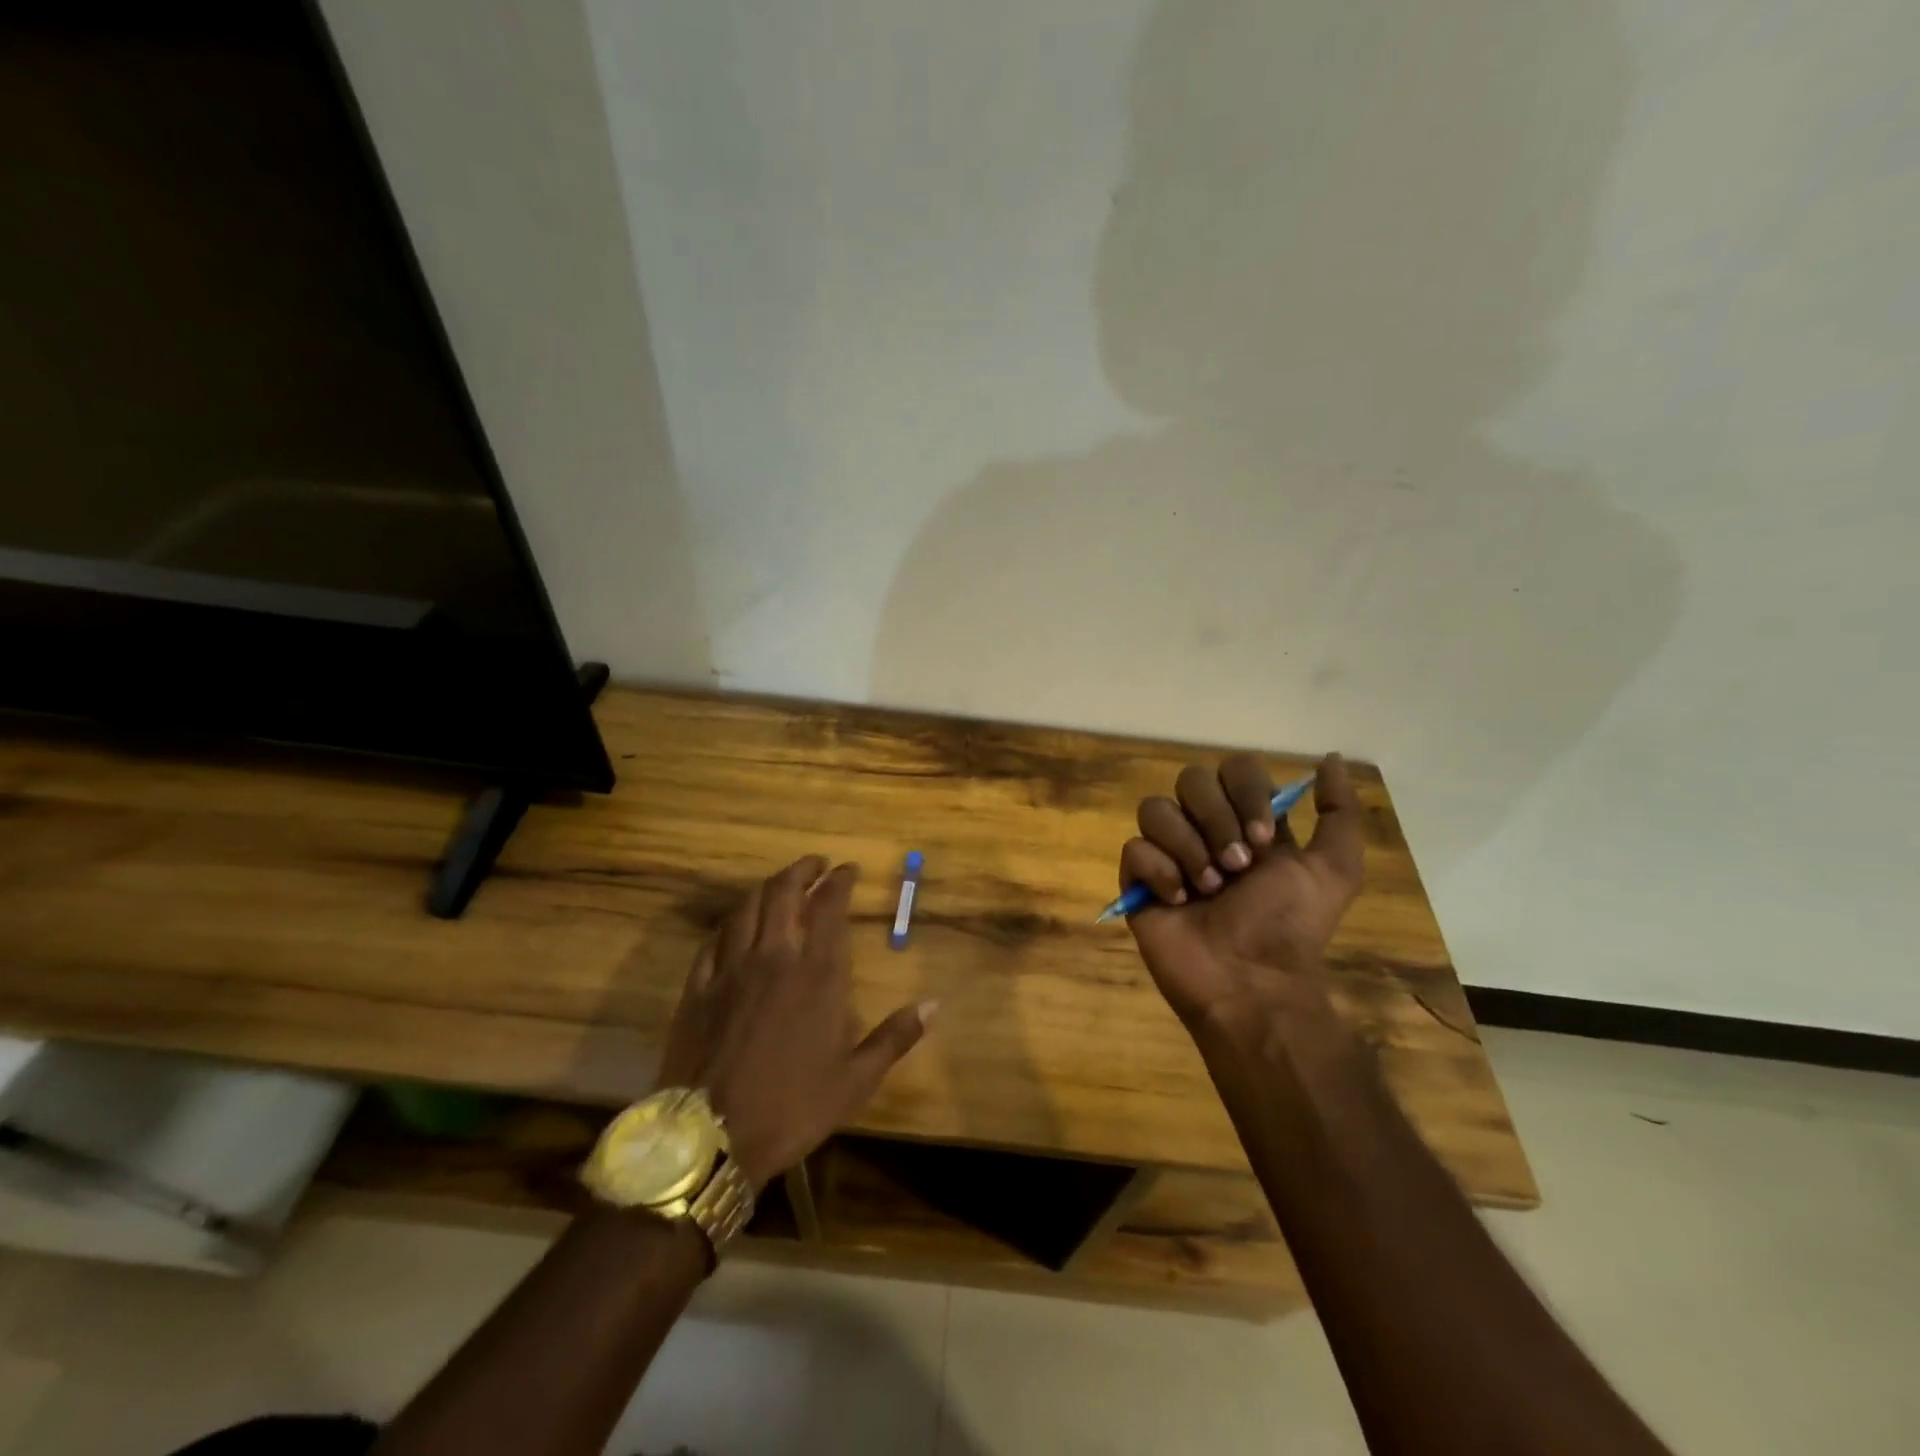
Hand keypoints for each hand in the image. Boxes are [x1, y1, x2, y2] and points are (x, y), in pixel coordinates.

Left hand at [654, 855, 934, 1189]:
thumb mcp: (856, 1081)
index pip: (830, 907)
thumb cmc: (792, 1108)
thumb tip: (933, 1005)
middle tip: (815, 864)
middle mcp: (774, 958)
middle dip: (802, 869)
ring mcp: (730, 969)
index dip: (839, 881)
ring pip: (747, 907)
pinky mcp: (697, 987)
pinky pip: (713, 939)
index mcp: (817, 975)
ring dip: (766, 887)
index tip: (847, 869)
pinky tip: (735, 923)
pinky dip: (730, 921)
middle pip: (784, 892)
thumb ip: (895, 1038)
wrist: (711, 1139)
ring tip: (779, 883)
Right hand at [1120, 752, 1365, 1030]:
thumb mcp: (1334, 869)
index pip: (1234, 768)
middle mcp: (1204, 827)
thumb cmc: (1290, 926)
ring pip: (1156, 809)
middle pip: (1191, 779)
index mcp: (1246, 820)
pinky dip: (1159, 871)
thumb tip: (1332, 758)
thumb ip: (1338, 812)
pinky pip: (1134, 849)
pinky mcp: (1137, 879)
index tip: (1265, 838)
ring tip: (1208, 889)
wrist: (1250, 981)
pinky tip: (1179, 901)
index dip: (1246, 792)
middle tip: (1237, 867)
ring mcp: (1167, 852)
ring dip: (1187, 847)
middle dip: (1217, 821)